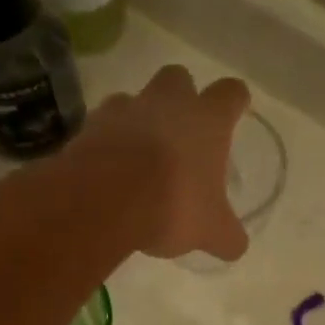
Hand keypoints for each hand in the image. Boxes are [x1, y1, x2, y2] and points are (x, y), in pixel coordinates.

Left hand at [73, 64, 249, 259]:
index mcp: (207, 120)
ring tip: (138, 154)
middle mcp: (168, 102)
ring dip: (138, 118)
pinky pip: (102, 124)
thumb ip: (226, 236)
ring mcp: (125, 109)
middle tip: (180, 131)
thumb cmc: (172, 204)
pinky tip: (108, 168)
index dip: (234, 102)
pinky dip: (107, 139)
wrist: (104, 199)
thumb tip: (235, 246)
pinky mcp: (89, 125)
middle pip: (179, 78)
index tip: (233, 113)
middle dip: (180, 97)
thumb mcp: (210, 231)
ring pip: (135, 98)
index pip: (231, 93)